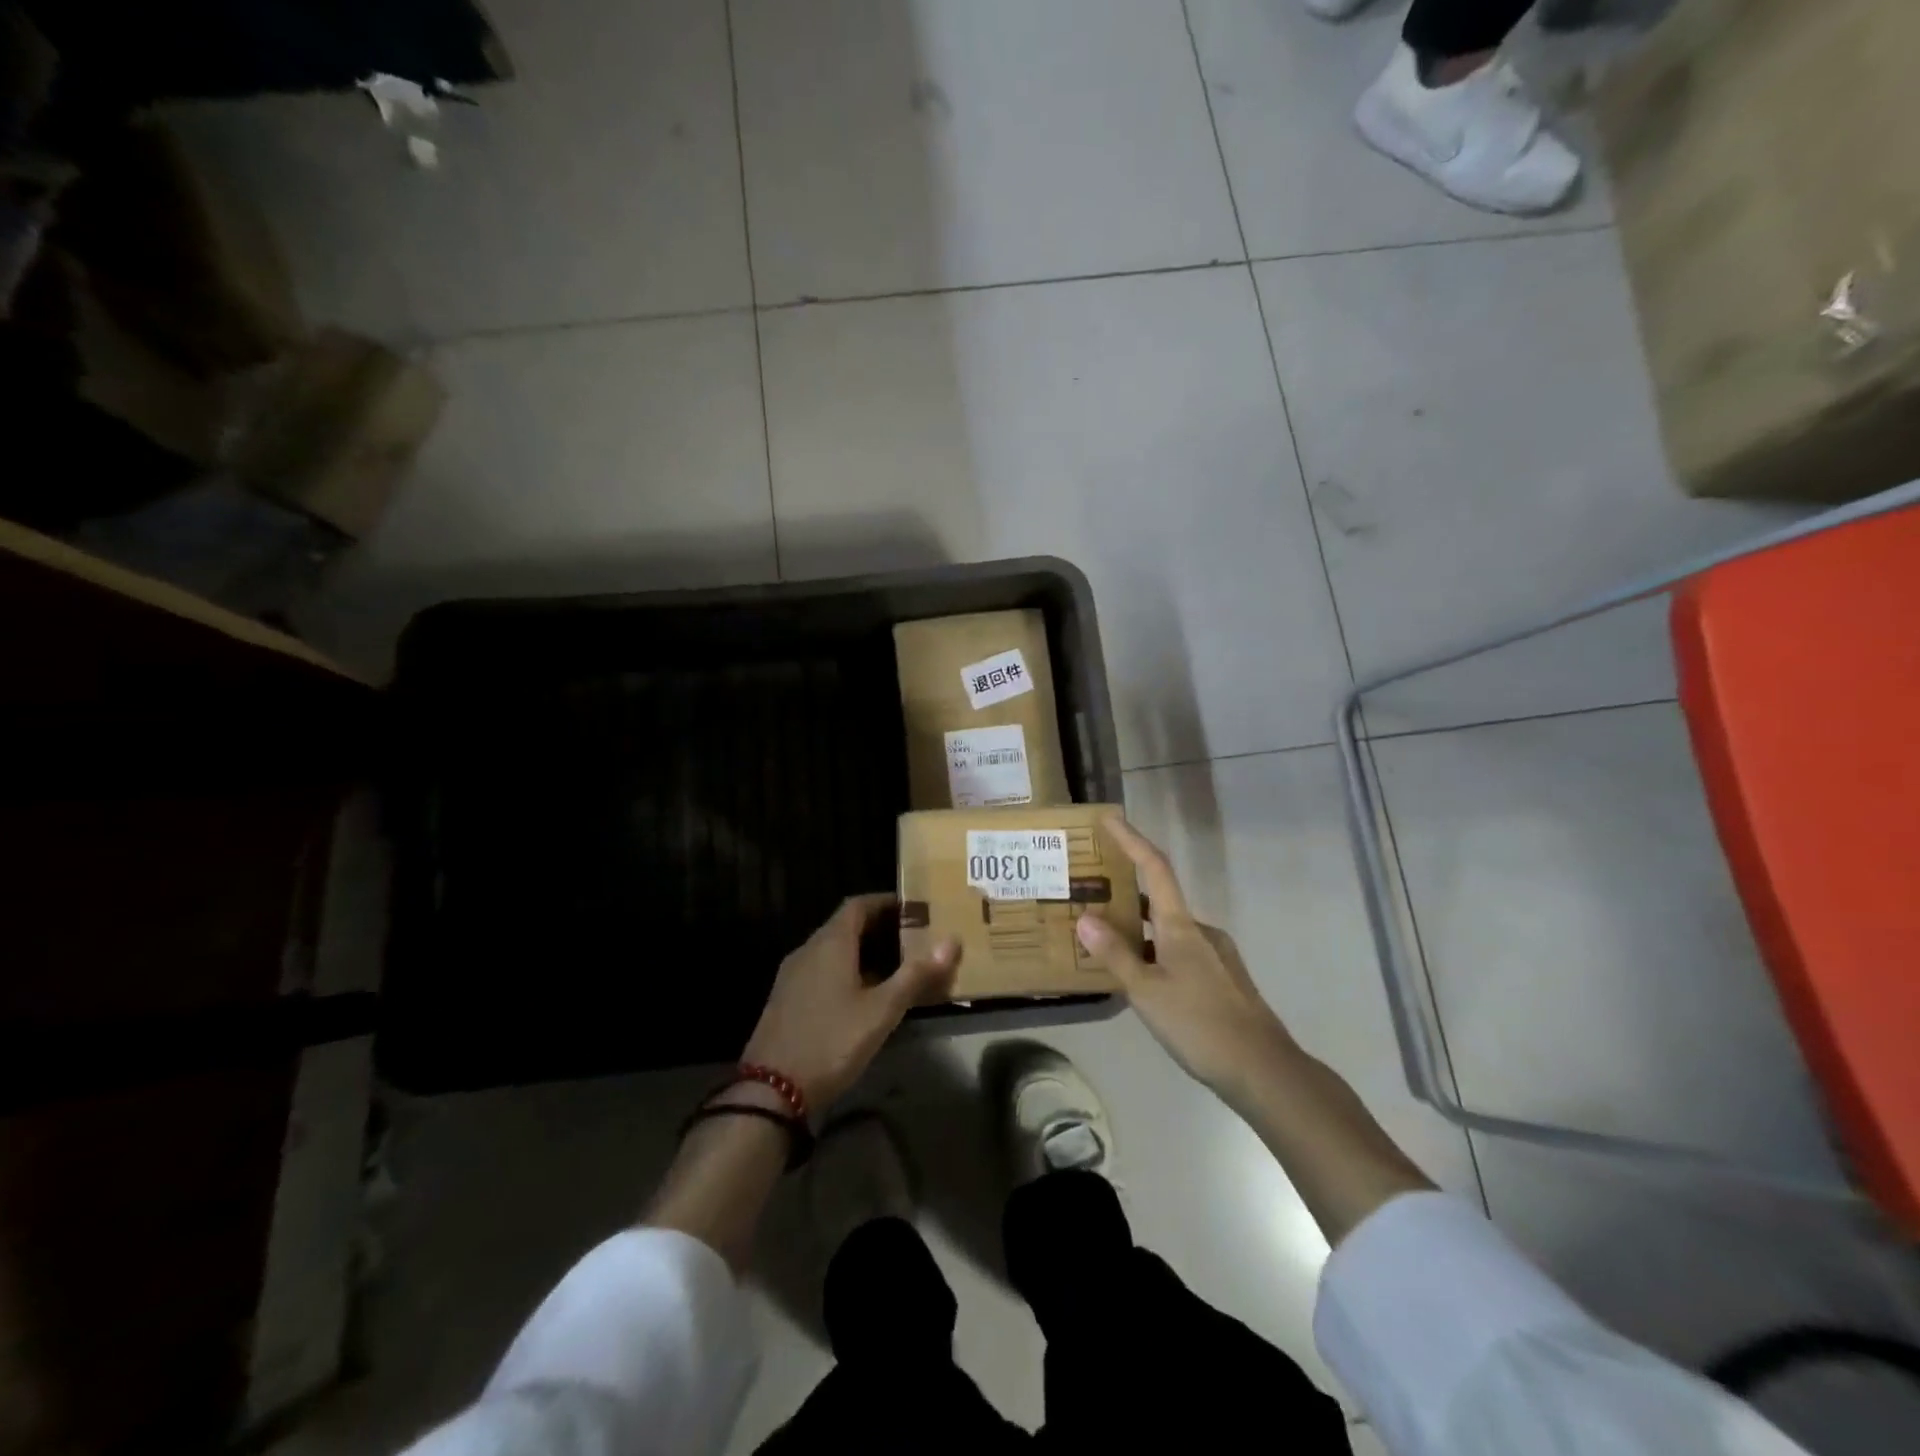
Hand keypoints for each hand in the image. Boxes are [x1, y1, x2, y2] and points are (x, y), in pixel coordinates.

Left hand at [743, 894, 959, 1114]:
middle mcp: (808, 950)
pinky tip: (863, 997)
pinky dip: (845, 971)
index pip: (858, 904)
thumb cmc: (831, 1041)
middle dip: (879, 928)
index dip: (886, 902)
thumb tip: (952, 940)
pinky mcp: (786, 1000)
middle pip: (845, 925)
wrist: (770, 1090)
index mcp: (830, 943)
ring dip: (862, 951)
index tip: (914, 909)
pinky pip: (821, 971)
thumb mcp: (881, 1011)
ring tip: (895, 967)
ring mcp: (793, 975)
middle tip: (913, 939)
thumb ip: (916, 975)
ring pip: (832, 950)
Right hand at [1074, 816, 1292, 1096]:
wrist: (1263, 1069)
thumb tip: (1086, 919)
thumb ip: (1116, 954)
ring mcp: (1215, 955)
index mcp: (1181, 925)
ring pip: (1168, 932)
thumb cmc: (1199, 1023)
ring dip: (1138, 930)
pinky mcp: (1221, 980)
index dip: (1131, 840)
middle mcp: (1200, 931)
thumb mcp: (1147, 990)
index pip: (1155, 868)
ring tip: (1105, 943)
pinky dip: (1155, 954)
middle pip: (1159, 900)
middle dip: (1125, 895)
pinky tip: (1139, 979)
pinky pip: (1179, 953)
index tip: (1110, 818)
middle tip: (1091, 897)